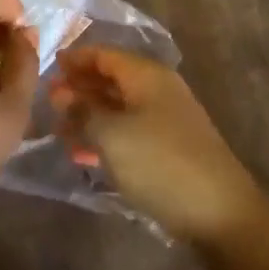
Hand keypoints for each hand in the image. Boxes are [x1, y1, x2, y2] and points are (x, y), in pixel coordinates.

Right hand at [51, 46, 262, 244]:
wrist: (221, 215)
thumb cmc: (160, 163)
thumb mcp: (111, 134)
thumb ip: (82, 110)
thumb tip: (59, 92)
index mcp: (146, 75)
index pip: (104, 54)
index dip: (75, 59)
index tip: (47, 68)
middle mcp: (158, 90)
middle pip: (111, 79)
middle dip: (79, 89)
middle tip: (48, 103)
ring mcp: (166, 120)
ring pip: (119, 108)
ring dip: (89, 117)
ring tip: (59, 132)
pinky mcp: (170, 149)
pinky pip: (129, 132)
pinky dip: (106, 138)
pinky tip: (84, 156)